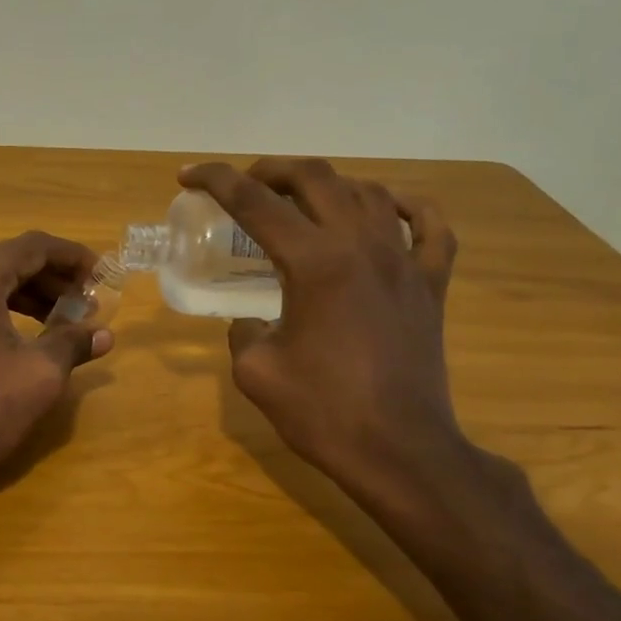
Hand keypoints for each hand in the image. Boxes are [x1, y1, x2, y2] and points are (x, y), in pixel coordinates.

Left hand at [0, 232, 113, 498]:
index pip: (33, 246)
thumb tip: (104, 333)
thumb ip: (73, 343)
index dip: (74, 257)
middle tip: (89, 304)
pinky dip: (3, 310)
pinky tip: (26, 335)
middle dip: (54, 279)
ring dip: (30, 296)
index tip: (104, 277)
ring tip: (65, 321)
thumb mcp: (39, 375)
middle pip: (10, 261)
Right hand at [180, 158, 464, 499]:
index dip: (216, 181)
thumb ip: (243, 332)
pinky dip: (406, 206)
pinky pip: (430, 226)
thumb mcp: (256, 371)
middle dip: (270, 170)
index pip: (256, 203)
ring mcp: (405, 262)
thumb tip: (252, 321)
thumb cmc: (321, 412)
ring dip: (326, 186)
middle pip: (316, 178)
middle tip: (243, 184)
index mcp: (315, 263)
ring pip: (368, 193)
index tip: (189, 176)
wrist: (399, 451)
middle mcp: (362, 246)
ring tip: (299, 200)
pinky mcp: (431, 284)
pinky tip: (385, 208)